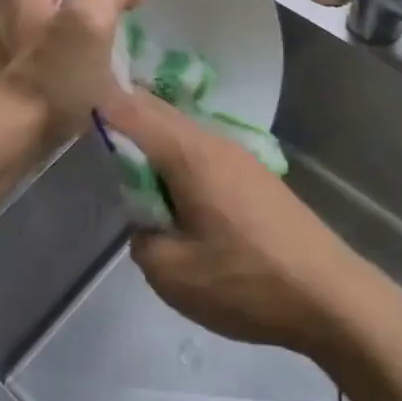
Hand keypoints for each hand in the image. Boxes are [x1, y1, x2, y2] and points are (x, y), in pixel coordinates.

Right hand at [102, 90, 369, 355]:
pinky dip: (178, 161)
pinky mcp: (255, 176)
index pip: (131, 111)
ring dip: (153, 144)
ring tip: (132, 174)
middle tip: (94, 139)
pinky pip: (203, 153)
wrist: (332, 296)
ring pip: (182, 133)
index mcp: (189, 153)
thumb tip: (146, 219)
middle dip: (124, 119)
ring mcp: (240, 156)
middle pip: (158, 113)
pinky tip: (176, 194)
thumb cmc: (246, 282)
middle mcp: (214, 141)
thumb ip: (142, 236)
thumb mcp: (172, 274)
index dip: (99, 104)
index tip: (70, 106)